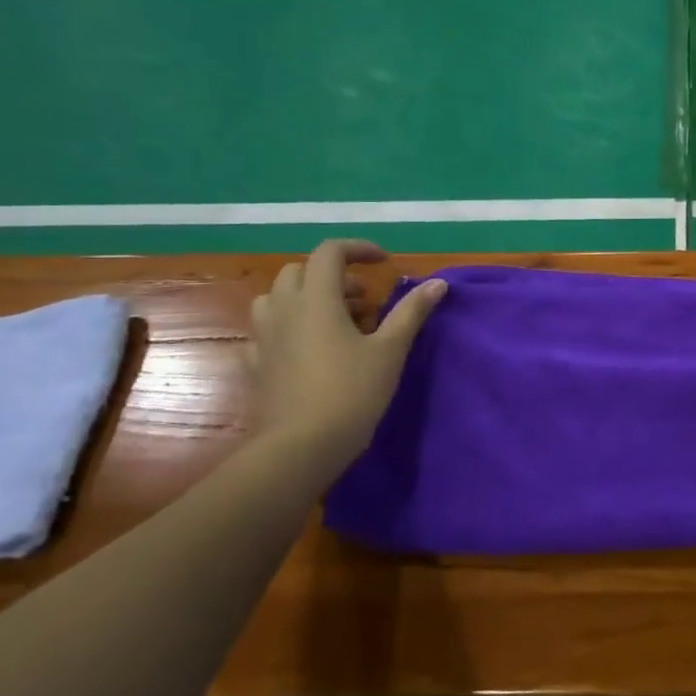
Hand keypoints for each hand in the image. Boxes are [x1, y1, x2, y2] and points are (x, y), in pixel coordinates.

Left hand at [248, 239, 446, 470]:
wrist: (301, 446)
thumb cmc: (352, 391)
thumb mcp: (390, 350)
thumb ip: (411, 311)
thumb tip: (438, 283)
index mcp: (316, 299)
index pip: (329, 252)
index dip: (357, 249)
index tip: (383, 262)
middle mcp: (284, 309)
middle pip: (300, 271)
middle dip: (333, 276)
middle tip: (364, 299)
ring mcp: (264, 337)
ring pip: (277, 298)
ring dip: (307, 298)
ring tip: (337, 321)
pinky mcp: (257, 364)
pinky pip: (269, 331)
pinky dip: (290, 328)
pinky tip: (311, 350)